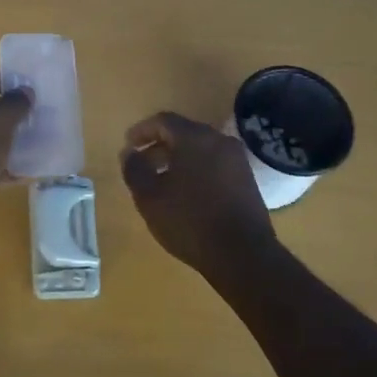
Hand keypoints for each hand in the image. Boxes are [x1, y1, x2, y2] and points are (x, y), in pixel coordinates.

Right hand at [120, 111, 277, 277]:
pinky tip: (186, 194)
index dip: (142, 131)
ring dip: (178, 160)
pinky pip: (215, 165)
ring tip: (161, 182)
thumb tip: (129, 152)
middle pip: (183, 134)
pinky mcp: (247, 180)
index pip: (164, 121)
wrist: (243, 254)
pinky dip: (196, 171)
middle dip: (159, 147)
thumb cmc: (189, 220)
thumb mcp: (149, 196)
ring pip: (200, 150)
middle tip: (142, 165)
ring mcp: (237, 160)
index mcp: (194, 137)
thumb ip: (135, 169)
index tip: (128, 145)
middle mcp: (219, 140)